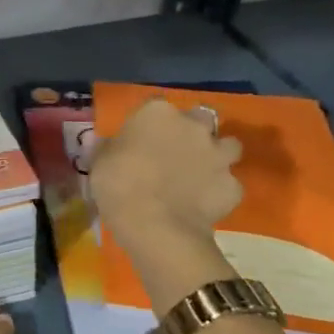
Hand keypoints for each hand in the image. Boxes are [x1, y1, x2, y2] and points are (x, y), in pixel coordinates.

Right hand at [90, 98, 243, 316]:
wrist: (156, 227)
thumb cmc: (119, 186)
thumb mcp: (100, 163)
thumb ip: (109, 148)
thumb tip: (109, 144)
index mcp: (157, 113)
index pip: (156, 105)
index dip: (150, 123)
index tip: (142, 138)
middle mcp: (193, 126)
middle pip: (200, 118)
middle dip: (192, 131)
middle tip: (176, 152)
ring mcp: (218, 155)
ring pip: (228, 146)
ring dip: (217, 155)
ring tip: (199, 174)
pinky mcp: (234, 186)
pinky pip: (229, 184)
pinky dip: (219, 191)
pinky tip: (203, 204)